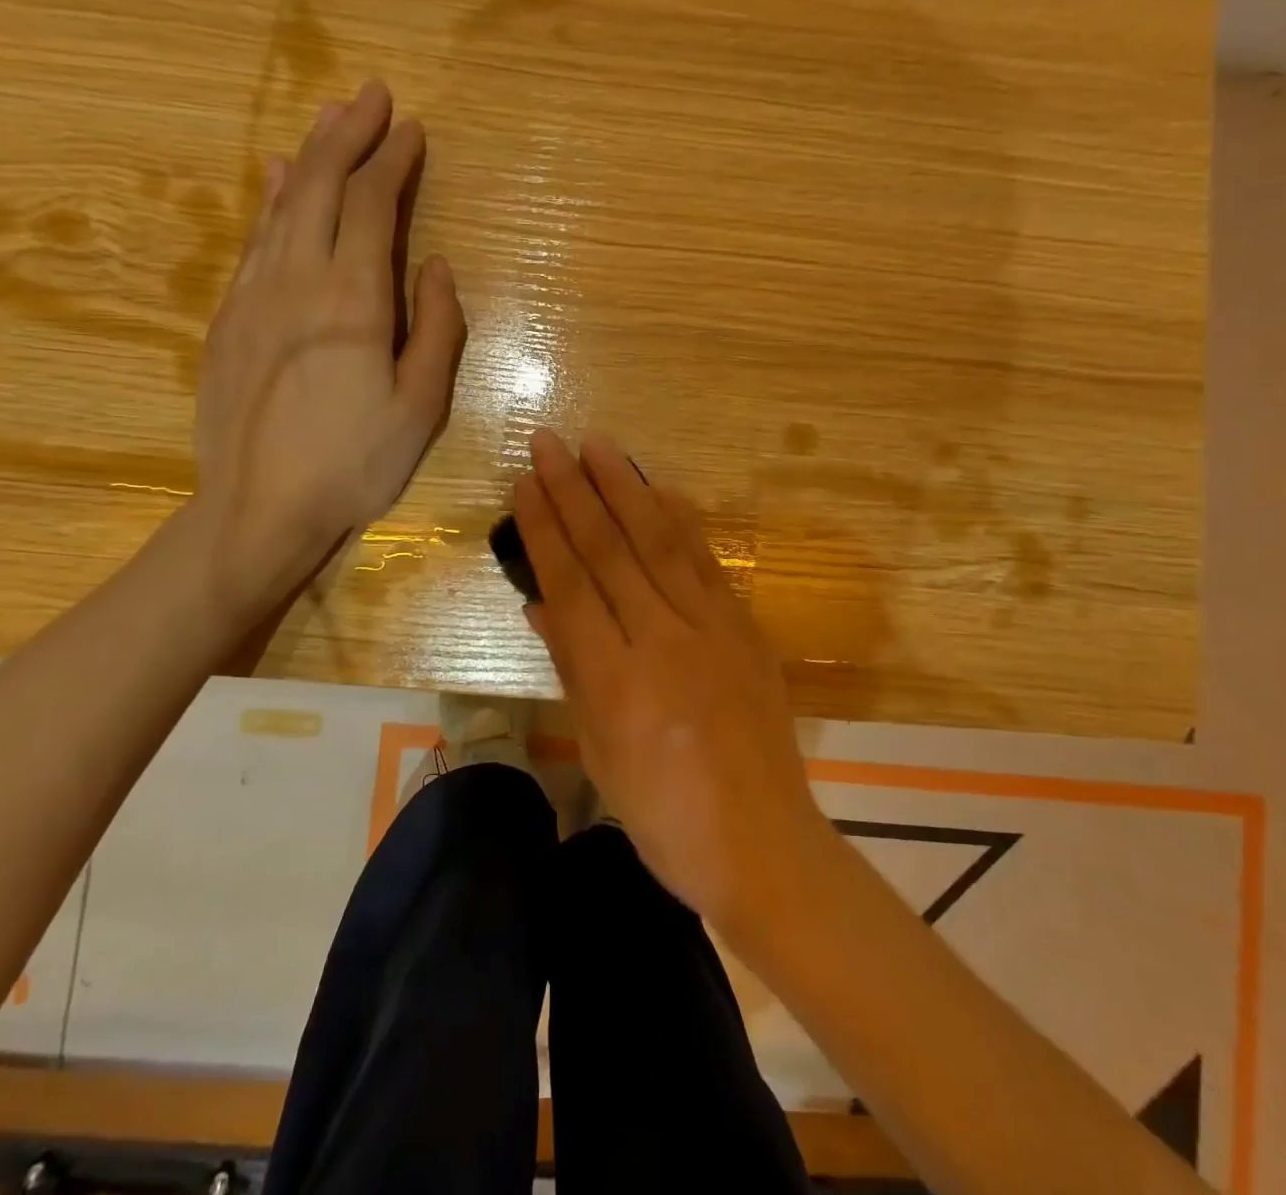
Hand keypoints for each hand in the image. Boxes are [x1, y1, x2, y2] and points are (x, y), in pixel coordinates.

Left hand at [190, 80, 465, 616]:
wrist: (259, 509)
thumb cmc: (355, 463)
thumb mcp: (421, 407)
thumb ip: (437, 330)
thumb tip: (436, 268)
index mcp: (352, 300)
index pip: (372, 206)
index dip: (393, 161)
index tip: (411, 129)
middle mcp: (297, 280)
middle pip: (320, 185)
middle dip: (348, 135)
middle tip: (371, 96)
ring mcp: (253, 295)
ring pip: (282, 204)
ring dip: (310, 156)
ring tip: (330, 120)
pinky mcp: (228, 317)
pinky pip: (254, 239)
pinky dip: (272, 199)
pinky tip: (277, 178)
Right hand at [512, 429, 831, 931]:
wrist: (761, 842)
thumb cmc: (663, 815)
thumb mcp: (598, 750)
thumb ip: (570, 667)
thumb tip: (540, 603)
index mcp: (615, 680)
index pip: (570, 584)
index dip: (544, 529)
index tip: (524, 484)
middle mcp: (662, 640)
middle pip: (610, 550)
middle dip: (574, 490)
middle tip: (549, 443)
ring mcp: (711, 629)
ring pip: (660, 542)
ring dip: (626, 488)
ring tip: (599, 446)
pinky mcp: (744, 628)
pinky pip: (706, 562)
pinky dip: (681, 520)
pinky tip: (662, 489)